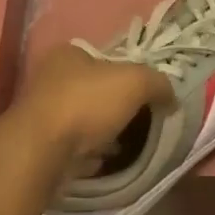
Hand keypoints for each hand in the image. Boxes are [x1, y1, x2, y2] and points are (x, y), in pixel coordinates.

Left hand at [4, 44, 173, 162]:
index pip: (105, 59)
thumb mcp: (135, 81)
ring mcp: (44, 114)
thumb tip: (171, 97)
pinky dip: (92, 153)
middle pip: (96, 91)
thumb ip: (158, 83)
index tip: (146, 95)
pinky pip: (77, 146)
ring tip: (128, 144)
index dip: (128, 74)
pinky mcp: (44, 145)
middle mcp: (51, 79)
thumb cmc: (87, 104)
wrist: (44, 152)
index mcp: (68, 54)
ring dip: (105, 132)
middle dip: (118, 107)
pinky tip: (108, 160)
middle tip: (142, 122)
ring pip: (86, 120)